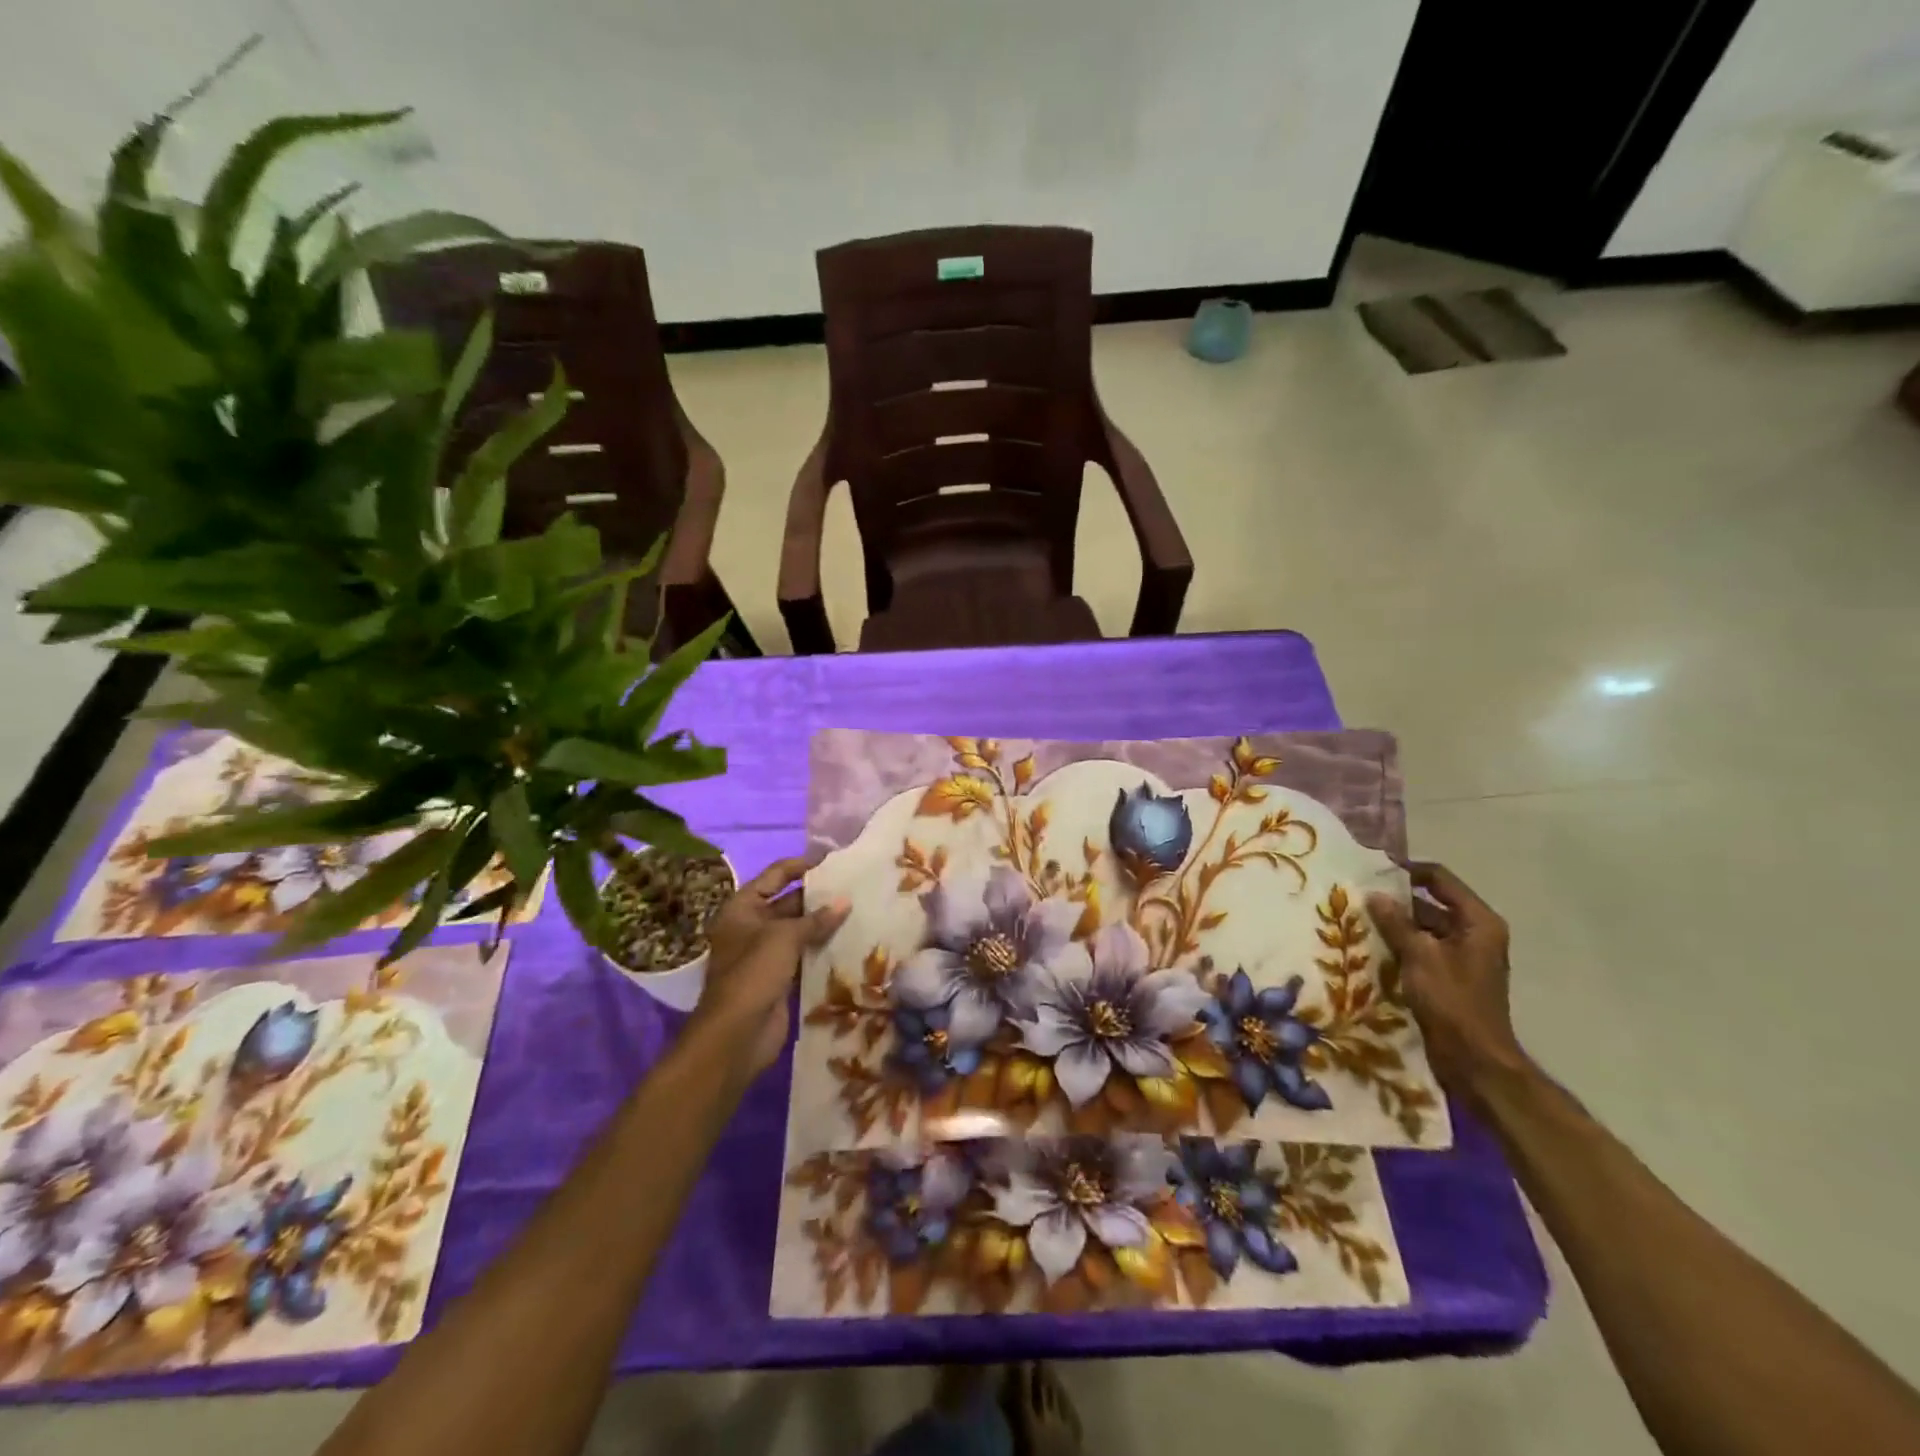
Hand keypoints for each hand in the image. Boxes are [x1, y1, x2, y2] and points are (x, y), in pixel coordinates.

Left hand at [691, 852, 847, 1076]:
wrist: (736, 1035)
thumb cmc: (753, 973)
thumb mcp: (784, 937)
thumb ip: (815, 919)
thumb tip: (845, 902)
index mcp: (742, 908)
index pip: (775, 876)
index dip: (801, 866)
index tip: (833, 861)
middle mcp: (751, 927)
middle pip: (788, 903)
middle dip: (818, 897)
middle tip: (855, 887)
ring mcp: (764, 955)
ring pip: (799, 931)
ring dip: (823, 924)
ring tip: (859, 911)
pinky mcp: (779, 979)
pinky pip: (804, 956)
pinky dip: (822, 950)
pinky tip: (850, 942)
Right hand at [1366, 862, 1529, 1106]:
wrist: (1474, 1060)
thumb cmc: (1451, 1001)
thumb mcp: (1419, 956)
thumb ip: (1395, 922)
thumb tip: (1373, 894)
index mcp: (1477, 922)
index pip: (1439, 879)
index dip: (1407, 871)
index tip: (1371, 871)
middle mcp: (1474, 933)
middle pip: (1430, 903)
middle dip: (1395, 901)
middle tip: (1357, 898)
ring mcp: (1463, 956)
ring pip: (1423, 927)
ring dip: (1394, 925)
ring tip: (1357, 921)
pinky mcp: (1450, 976)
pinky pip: (1422, 949)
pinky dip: (1400, 946)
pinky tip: (1371, 948)